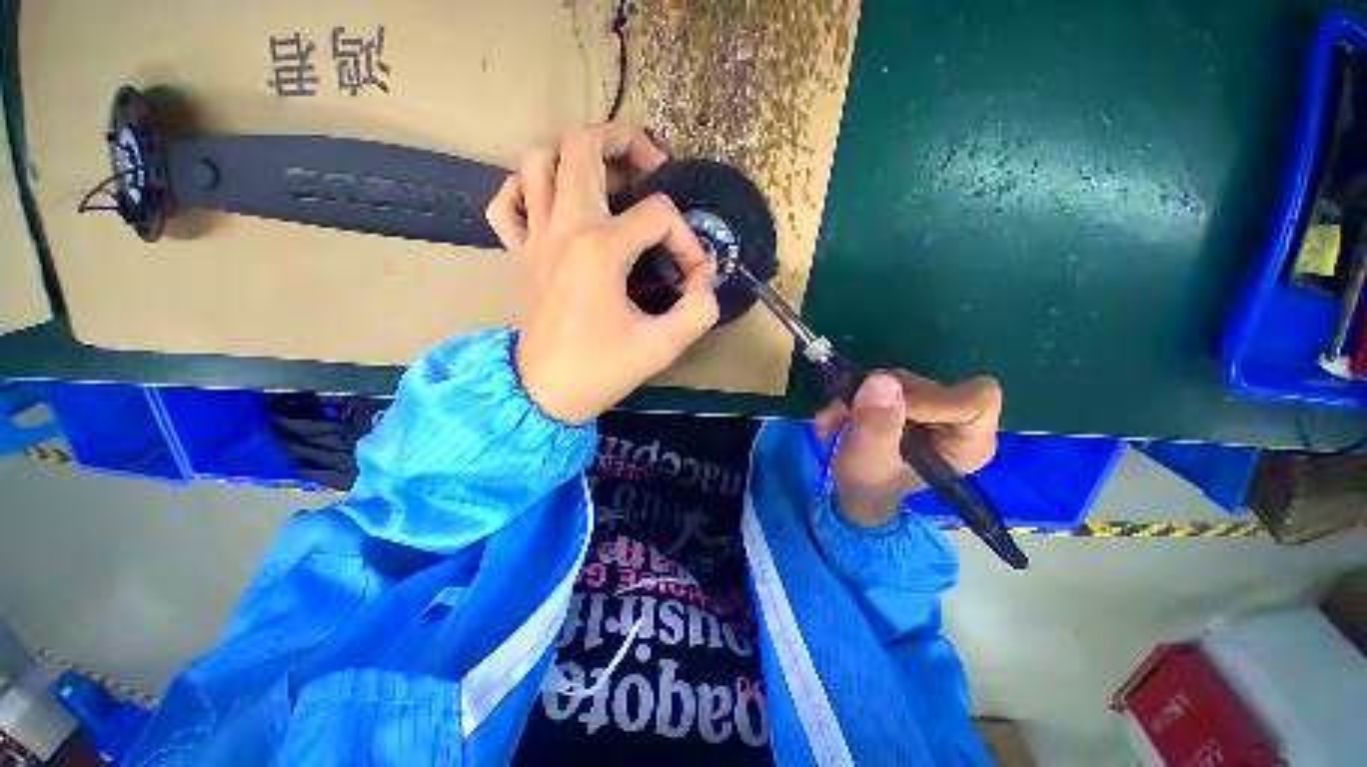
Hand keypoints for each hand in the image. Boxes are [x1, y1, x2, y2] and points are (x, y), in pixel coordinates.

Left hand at [486, 123, 719, 424]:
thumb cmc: (602, 370)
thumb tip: (704, 282)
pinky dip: (526, 189)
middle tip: (651, 163)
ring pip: (538, 161)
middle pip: (583, 147)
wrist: (546, 393)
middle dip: (624, 140)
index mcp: (601, 249)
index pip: (658, 216)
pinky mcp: (522, 254)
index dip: (687, 239)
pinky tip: (552, 203)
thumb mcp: (663, 346)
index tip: (694, 274)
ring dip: (574, 154)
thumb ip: (698, 309)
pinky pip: (508, 203)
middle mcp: (565, 229)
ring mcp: (536, 238)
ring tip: (606, 177)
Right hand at [813, 371, 1002, 527]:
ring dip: (859, 397)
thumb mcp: (868, 459)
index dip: (930, 398)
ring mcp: (933, 408)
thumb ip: (877, 423)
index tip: (889, 409)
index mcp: (969, 444)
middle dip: (882, 398)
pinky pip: (883, 382)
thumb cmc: (868, 485)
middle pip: (930, 385)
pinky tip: (838, 418)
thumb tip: (882, 378)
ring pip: (900, 380)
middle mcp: (959, 421)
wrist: (853, 490)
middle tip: (847, 415)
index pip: (975, 399)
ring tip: (835, 421)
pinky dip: (855, 396)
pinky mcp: (911, 400)